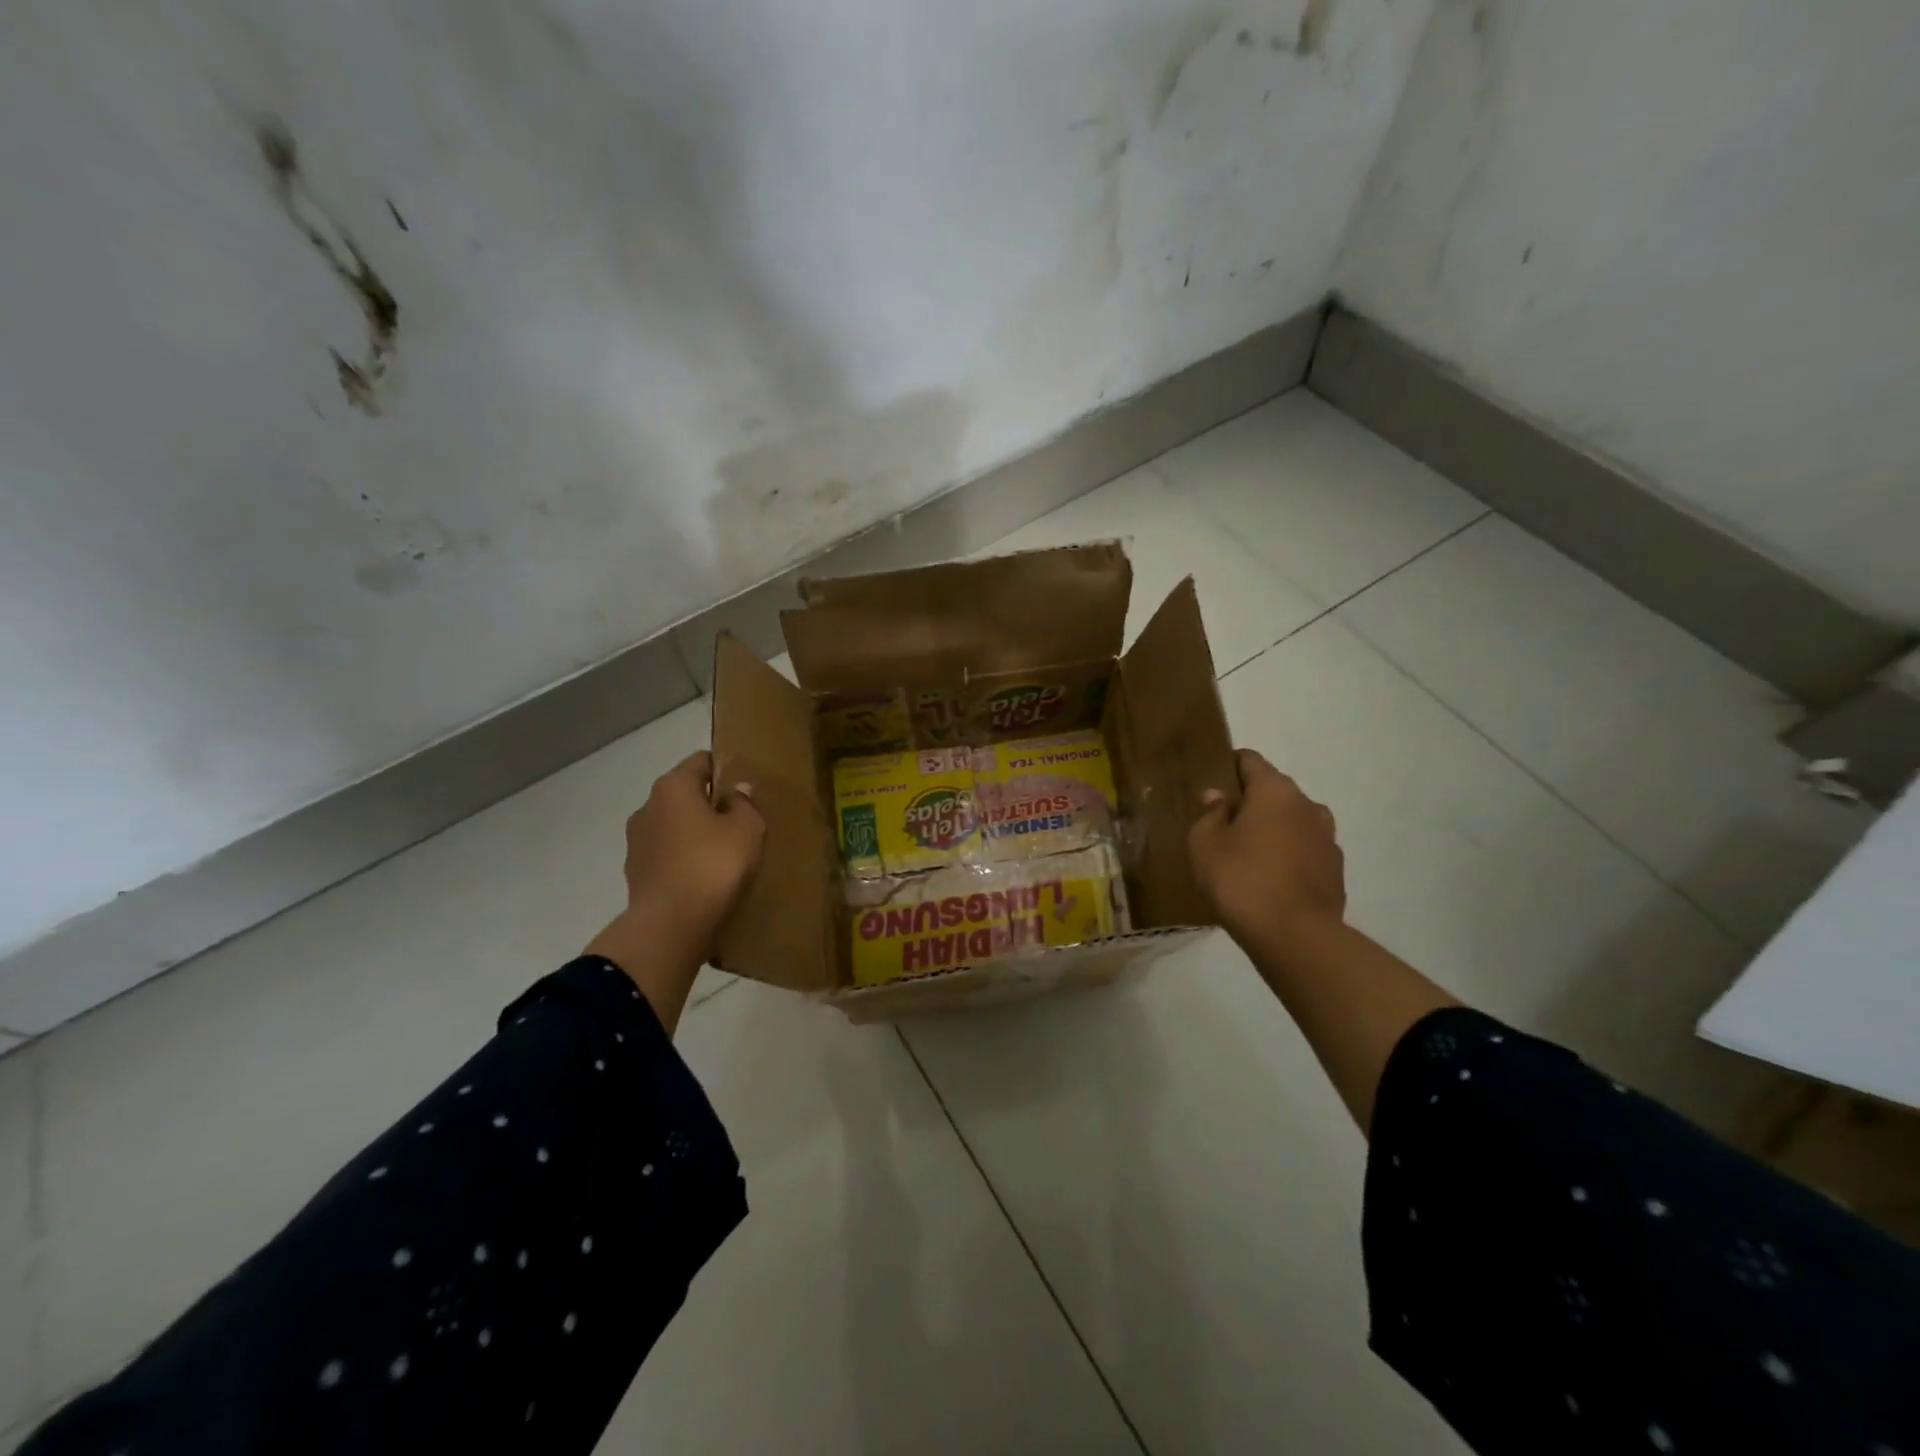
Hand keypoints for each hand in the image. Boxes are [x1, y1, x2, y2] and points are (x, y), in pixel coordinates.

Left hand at [619, 751, 765, 961]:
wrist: (670, 924)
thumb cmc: (713, 864)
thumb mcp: (747, 830)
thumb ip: (744, 804)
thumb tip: (736, 791)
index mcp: (673, 786)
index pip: (701, 761)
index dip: (725, 769)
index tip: (744, 788)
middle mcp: (647, 806)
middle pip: (684, 794)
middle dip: (708, 804)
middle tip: (738, 823)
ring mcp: (636, 841)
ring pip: (673, 826)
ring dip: (693, 834)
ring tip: (721, 854)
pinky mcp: (635, 873)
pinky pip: (666, 856)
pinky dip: (682, 860)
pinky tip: (703, 878)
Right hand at [1188, 748, 1345, 954]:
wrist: (1295, 937)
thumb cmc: (1241, 880)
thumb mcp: (1205, 844)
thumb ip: (1210, 814)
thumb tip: (1218, 797)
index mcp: (1275, 790)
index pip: (1250, 760)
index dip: (1228, 766)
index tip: (1211, 782)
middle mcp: (1307, 805)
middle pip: (1273, 791)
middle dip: (1250, 802)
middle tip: (1223, 825)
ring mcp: (1327, 838)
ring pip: (1292, 822)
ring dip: (1272, 830)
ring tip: (1247, 855)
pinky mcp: (1335, 870)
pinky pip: (1304, 851)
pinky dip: (1288, 856)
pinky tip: (1269, 880)